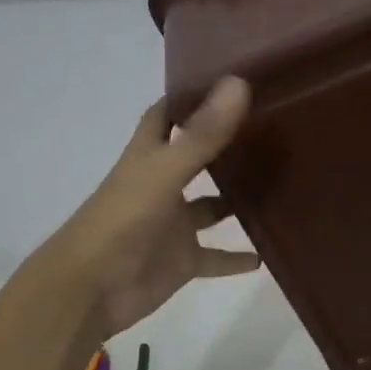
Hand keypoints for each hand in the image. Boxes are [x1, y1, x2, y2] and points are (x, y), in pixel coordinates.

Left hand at [43, 78, 263, 337]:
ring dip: (237, 200)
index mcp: (149, 156)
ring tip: (280, 184)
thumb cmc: (122, 220)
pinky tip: (267, 252)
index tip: (229, 79)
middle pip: (196, 157)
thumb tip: (238, 83)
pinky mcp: (181, 260)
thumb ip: (202, 135)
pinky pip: (215, 256)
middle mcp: (162, 184)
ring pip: (211, 207)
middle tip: (271, 128)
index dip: (189, 96)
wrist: (90, 290)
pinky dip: (236, 257)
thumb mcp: (164, 172)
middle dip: (226, 144)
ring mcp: (173, 224)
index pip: (167, 115)